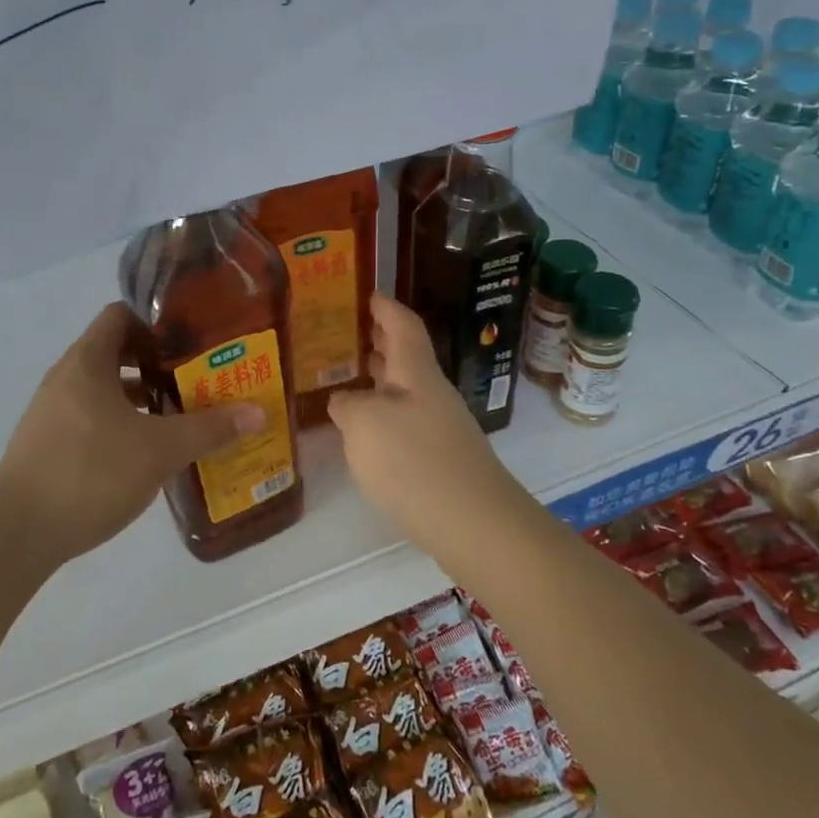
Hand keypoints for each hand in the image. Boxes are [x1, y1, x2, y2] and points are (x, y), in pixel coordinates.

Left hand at [0, 303, 263, 566]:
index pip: (121, 315)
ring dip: (140, 395)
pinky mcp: (48, 443)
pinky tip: (146, 448)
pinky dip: (121, 421)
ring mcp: (53, 411)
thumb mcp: (159, 450)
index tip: (192, 336)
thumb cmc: (89, 472)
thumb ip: (209, 429)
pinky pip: (92, 416)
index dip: (157, 320)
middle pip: (115, 351)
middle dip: (157, 361)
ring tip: (180, 411)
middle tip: (198, 375)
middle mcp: (66, 376)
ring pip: (104, 387)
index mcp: (87, 361)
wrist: (17, 532)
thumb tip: (258, 412)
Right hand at [327, 295, 520, 552]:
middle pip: (407, 357)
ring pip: (405, 391)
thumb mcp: (363, 424)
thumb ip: (347, 404)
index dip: (385, 307)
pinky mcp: (440, 459)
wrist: (473, 523)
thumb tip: (345, 401)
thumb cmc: (413, 461)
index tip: (368, 294)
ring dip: (380, 379)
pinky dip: (383, 413)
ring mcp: (440, 427)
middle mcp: (432, 393)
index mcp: (416, 373)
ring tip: (349, 374)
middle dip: (381, 342)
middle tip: (349, 332)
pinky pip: (406, 421)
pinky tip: (365, 430)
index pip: (403, 325)